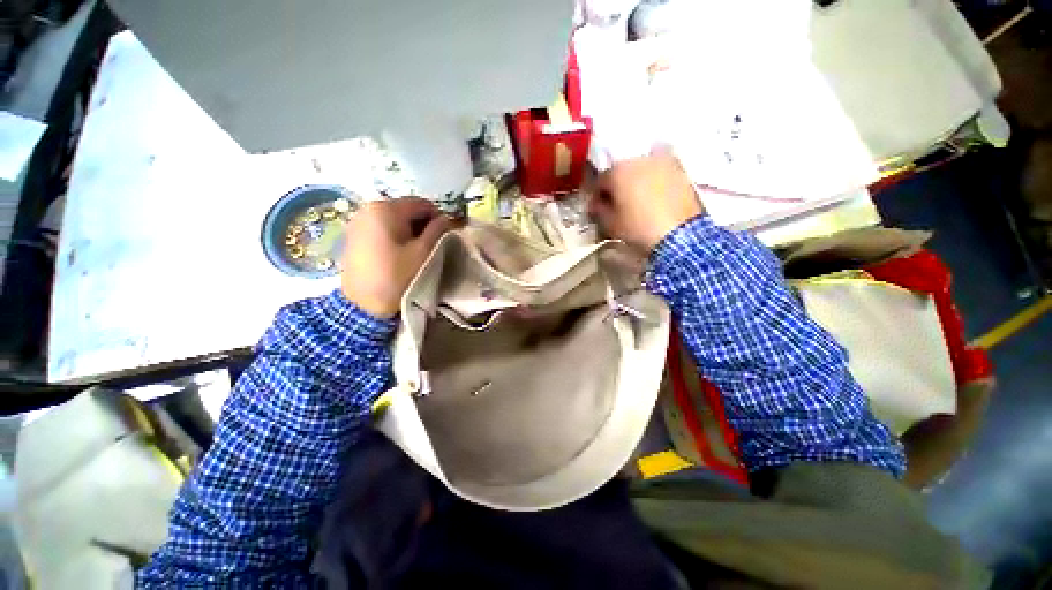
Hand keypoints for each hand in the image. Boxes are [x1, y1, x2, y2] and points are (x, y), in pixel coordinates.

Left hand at [342, 198, 453, 318]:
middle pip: (407, 209)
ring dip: (410, 231)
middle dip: (423, 224)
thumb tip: (447, 218)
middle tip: (431, 245)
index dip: (439, 218)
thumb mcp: (423, 252)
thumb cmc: (397, 276)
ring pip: (394, 219)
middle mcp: (368, 207)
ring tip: (415, 251)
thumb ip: (438, 231)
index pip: (422, 204)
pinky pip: (382, 227)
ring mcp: (358, 221)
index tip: (445, 236)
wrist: (362, 304)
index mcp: (386, 208)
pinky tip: (398, 253)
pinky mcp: (354, 234)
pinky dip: (395, 235)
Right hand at [588, 153, 703, 252]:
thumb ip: (598, 210)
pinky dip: (654, 184)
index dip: (597, 196)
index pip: (600, 180)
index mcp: (618, 170)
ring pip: (642, 170)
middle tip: (617, 206)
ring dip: (636, 183)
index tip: (598, 209)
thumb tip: (596, 204)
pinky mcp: (680, 170)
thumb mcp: (610, 224)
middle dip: (617, 187)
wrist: (679, 234)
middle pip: (621, 171)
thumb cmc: (637, 228)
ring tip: (638, 202)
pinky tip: (655, 200)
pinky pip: (660, 174)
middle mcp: (639, 159)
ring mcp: (662, 162)